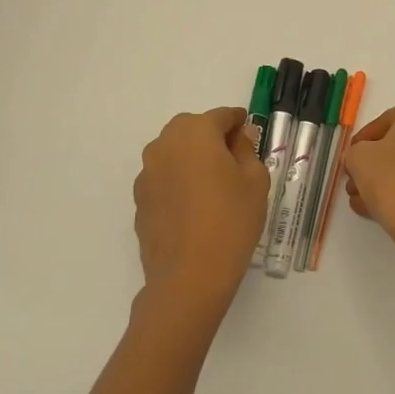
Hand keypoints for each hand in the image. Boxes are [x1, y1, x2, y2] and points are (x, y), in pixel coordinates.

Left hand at [132, 107, 269, 316]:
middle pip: (192, 129)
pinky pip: (163, 178)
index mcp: (195, 132)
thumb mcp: (254, 181)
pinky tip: (194, 207)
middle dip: (212, 138)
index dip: (238, 123)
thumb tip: (239, 136)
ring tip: (213, 186)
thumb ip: (247, 150)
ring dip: (192, 159)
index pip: (221, 116)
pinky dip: (178, 181)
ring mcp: (147, 173)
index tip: (250, 134)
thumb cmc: (231, 221)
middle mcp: (164, 144)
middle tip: (233, 161)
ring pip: (174, 153)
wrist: (189, 276)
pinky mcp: (139, 199)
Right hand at [341, 96, 394, 256]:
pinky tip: (381, 212)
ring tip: (363, 203)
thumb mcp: (358, 158)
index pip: (386, 120)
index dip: (362, 142)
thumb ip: (355, 152)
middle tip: (355, 183)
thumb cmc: (394, 178)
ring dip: (387, 181)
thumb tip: (361, 159)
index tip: (350, 160)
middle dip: (375, 164)